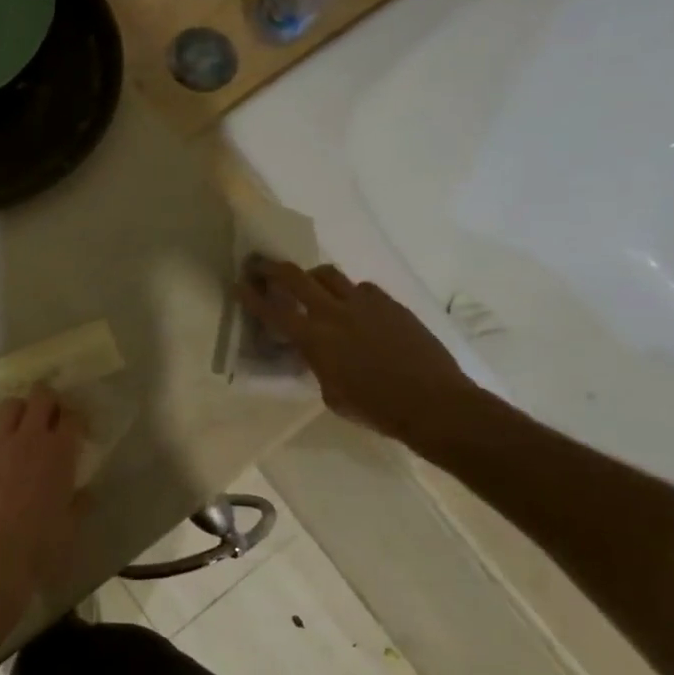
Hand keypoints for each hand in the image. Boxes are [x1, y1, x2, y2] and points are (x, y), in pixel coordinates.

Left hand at [0, 386, 85, 606]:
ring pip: (9, 404)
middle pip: (40, 396)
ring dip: (18, 412)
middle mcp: (29, 437)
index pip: (72, 416)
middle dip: (47, 401)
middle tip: (48, 418)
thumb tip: (85, 493)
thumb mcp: (70, 527)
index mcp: (60, 452)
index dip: (75, 419)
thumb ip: (78, 502)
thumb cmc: (39, 548)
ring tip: (18, 430)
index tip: (75, 430)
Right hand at [238, 260, 478, 445]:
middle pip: (295, 276)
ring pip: (329, 274)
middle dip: (272, 268)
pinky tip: (356, 309)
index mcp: (314, 339)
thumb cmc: (376, 409)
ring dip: (313, 277)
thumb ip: (317, 363)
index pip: (272, 311)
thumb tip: (314, 351)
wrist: (435, 404)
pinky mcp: (390, 304)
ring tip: (312, 287)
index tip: (238, 284)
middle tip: (261, 266)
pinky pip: (362, 288)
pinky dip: (350, 293)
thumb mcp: (331, 393)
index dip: (251, 296)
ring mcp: (365, 304)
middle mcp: (334, 313)